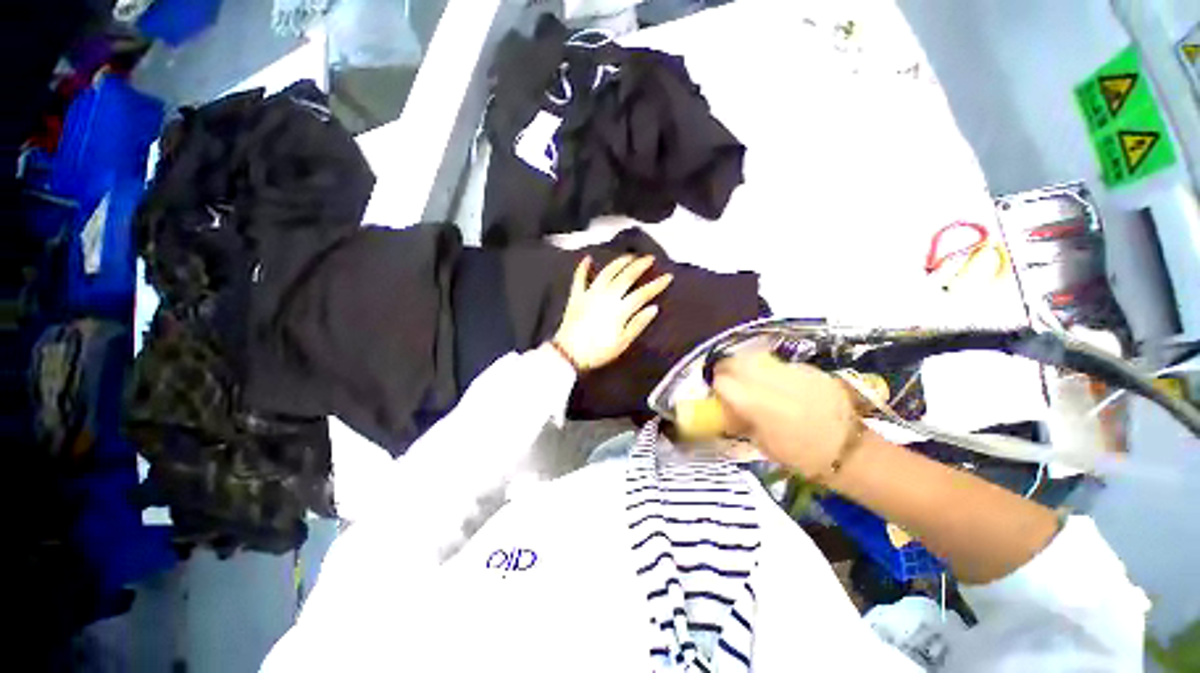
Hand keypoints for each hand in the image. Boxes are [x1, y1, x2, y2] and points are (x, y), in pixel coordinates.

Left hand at [551, 255, 672, 371]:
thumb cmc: (598, 351)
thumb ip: (638, 324)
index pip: (642, 294)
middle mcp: (606, 296)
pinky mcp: (576, 296)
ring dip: (618, 262)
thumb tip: (654, 308)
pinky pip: (579, 278)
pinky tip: (587, 258)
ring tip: (628, 256)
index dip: (656, 285)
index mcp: (619, 309)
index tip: (668, 276)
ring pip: (606, 273)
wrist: (569, 354)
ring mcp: (590, 294)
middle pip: (625, 277)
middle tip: (649, 258)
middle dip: (639, 266)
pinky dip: (583, 267)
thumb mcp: (622, 343)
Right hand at [712, 353, 858, 479]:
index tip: (718, 393)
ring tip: (751, 378)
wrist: (848, 451)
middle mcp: (769, 381)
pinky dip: (773, 370)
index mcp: (754, 403)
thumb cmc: (800, 455)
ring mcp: (790, 372)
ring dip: (747, 365)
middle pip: (736, 361)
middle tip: (728, 379)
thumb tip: (728, 409)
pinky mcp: (808, 369)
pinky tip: (780, 384)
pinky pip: (781, 364)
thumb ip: (741, 420)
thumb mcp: (761, 443)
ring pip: (757, 357)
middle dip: (727, 368)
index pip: (722, 382)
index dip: (716, 386)